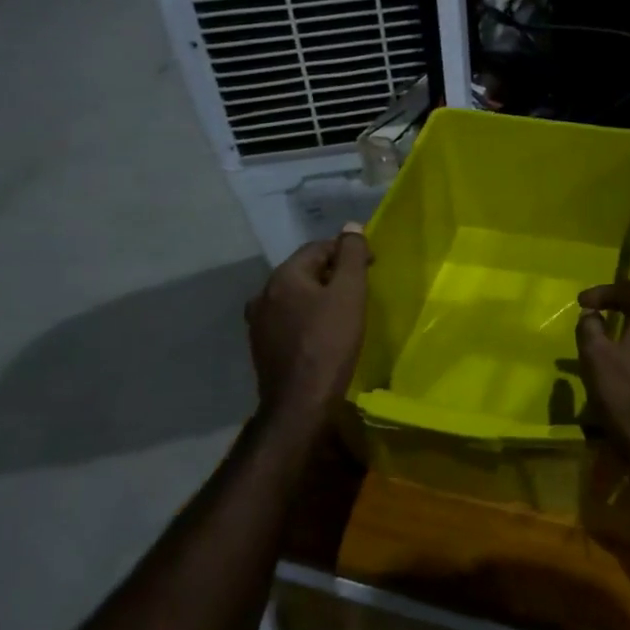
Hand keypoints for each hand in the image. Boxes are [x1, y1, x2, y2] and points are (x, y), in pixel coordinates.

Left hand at [245, 224, 371, 423]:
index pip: (318, 248)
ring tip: (343, 310)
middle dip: (333, 273)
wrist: (300, 403)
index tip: (371, 265)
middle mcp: (264, 294)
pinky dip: (307, 317)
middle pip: (304, 271)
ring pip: (295, 296)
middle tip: (360, 288)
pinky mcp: (262, 346)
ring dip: (319, 296)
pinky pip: (288, 319)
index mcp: (283, 276)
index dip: (347, 251)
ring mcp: (259, 322)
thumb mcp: (349, 294)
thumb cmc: (330, 343)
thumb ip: (352, 256)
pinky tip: (322, 332)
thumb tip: (351, 227)